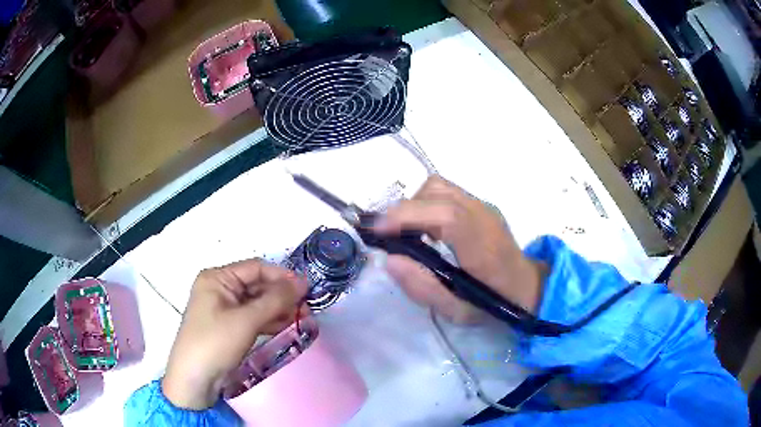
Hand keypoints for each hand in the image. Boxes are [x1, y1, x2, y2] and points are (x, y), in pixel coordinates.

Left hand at [162, 260, 308, 408]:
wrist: (195, 379)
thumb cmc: (215, 342)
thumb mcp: (246, 320)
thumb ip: (275, 300)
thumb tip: (303, 282)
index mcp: (217, 278)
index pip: (255, 268)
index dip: (282, 276)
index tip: (307, 288)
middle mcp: (220, 289)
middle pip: (257, 285)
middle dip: (282, 295)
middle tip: (307, 307)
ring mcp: (224, 309)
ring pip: (257, 303)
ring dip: (279, 309)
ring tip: (303, 317)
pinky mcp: (230, 327)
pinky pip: (254, 318)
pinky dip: (270, 321)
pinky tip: (288, 326)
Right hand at [375, 176, 543, 323]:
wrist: (526, 285)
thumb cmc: (494, 302)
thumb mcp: (456, 310)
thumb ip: (422, 288)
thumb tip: (390, 260)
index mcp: (482, 245)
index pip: (446, 215)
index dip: (408, 215)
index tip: (378, 231)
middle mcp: (483, 215)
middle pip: (436, 192)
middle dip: (404, 212)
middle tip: (389, 238)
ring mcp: (483, 205)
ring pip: (438, 186)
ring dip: (415, 206)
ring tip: (409, 233)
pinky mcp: (480, 203)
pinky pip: (445, 192)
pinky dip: (426, 204)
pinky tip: (428, 229)